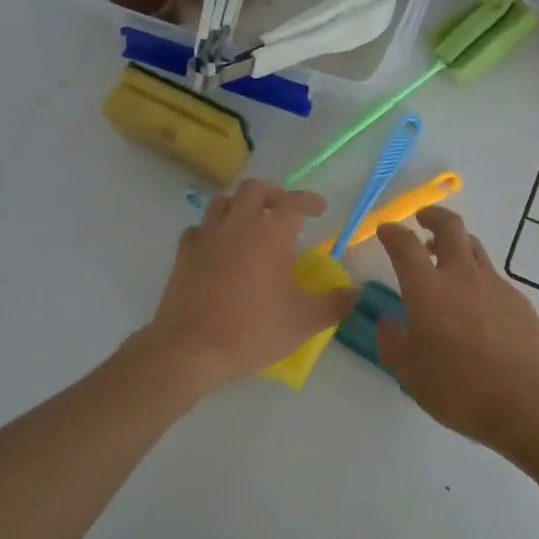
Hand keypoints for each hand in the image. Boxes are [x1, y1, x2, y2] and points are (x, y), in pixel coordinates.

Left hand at [144, 180, 358, 388]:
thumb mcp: (304, 322)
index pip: (296, 202)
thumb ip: (335, 304)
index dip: (310, 201)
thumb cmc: (252, 330)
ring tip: (251, 223)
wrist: (191, 349)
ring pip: (223, 201)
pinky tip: (219, 246)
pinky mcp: (184, 253)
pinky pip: (199, 228)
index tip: (319, 208)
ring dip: (241, 205)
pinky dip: (213, 229)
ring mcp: (207, 236)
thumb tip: (355, 293)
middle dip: (273, 194)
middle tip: (283, 211)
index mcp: (271, 233)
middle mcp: (238, 224)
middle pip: (255, 189)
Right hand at [375, 206, 538, 460]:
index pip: (405, 245)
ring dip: (456, 243)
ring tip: (446, 257)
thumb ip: (393, 345)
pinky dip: (477, 276)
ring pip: (474, 246)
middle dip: (433, 216)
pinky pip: (492, 276)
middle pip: (450, 226)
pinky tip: (475, 303)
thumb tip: (387, 323)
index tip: (385, 231)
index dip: (392, 233)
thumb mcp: (412, 376)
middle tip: (422, 220)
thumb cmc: (461, 390)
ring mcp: (495, 285)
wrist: (531, 403)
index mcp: (428, 291)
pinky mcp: (519, 300)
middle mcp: (462, 277)